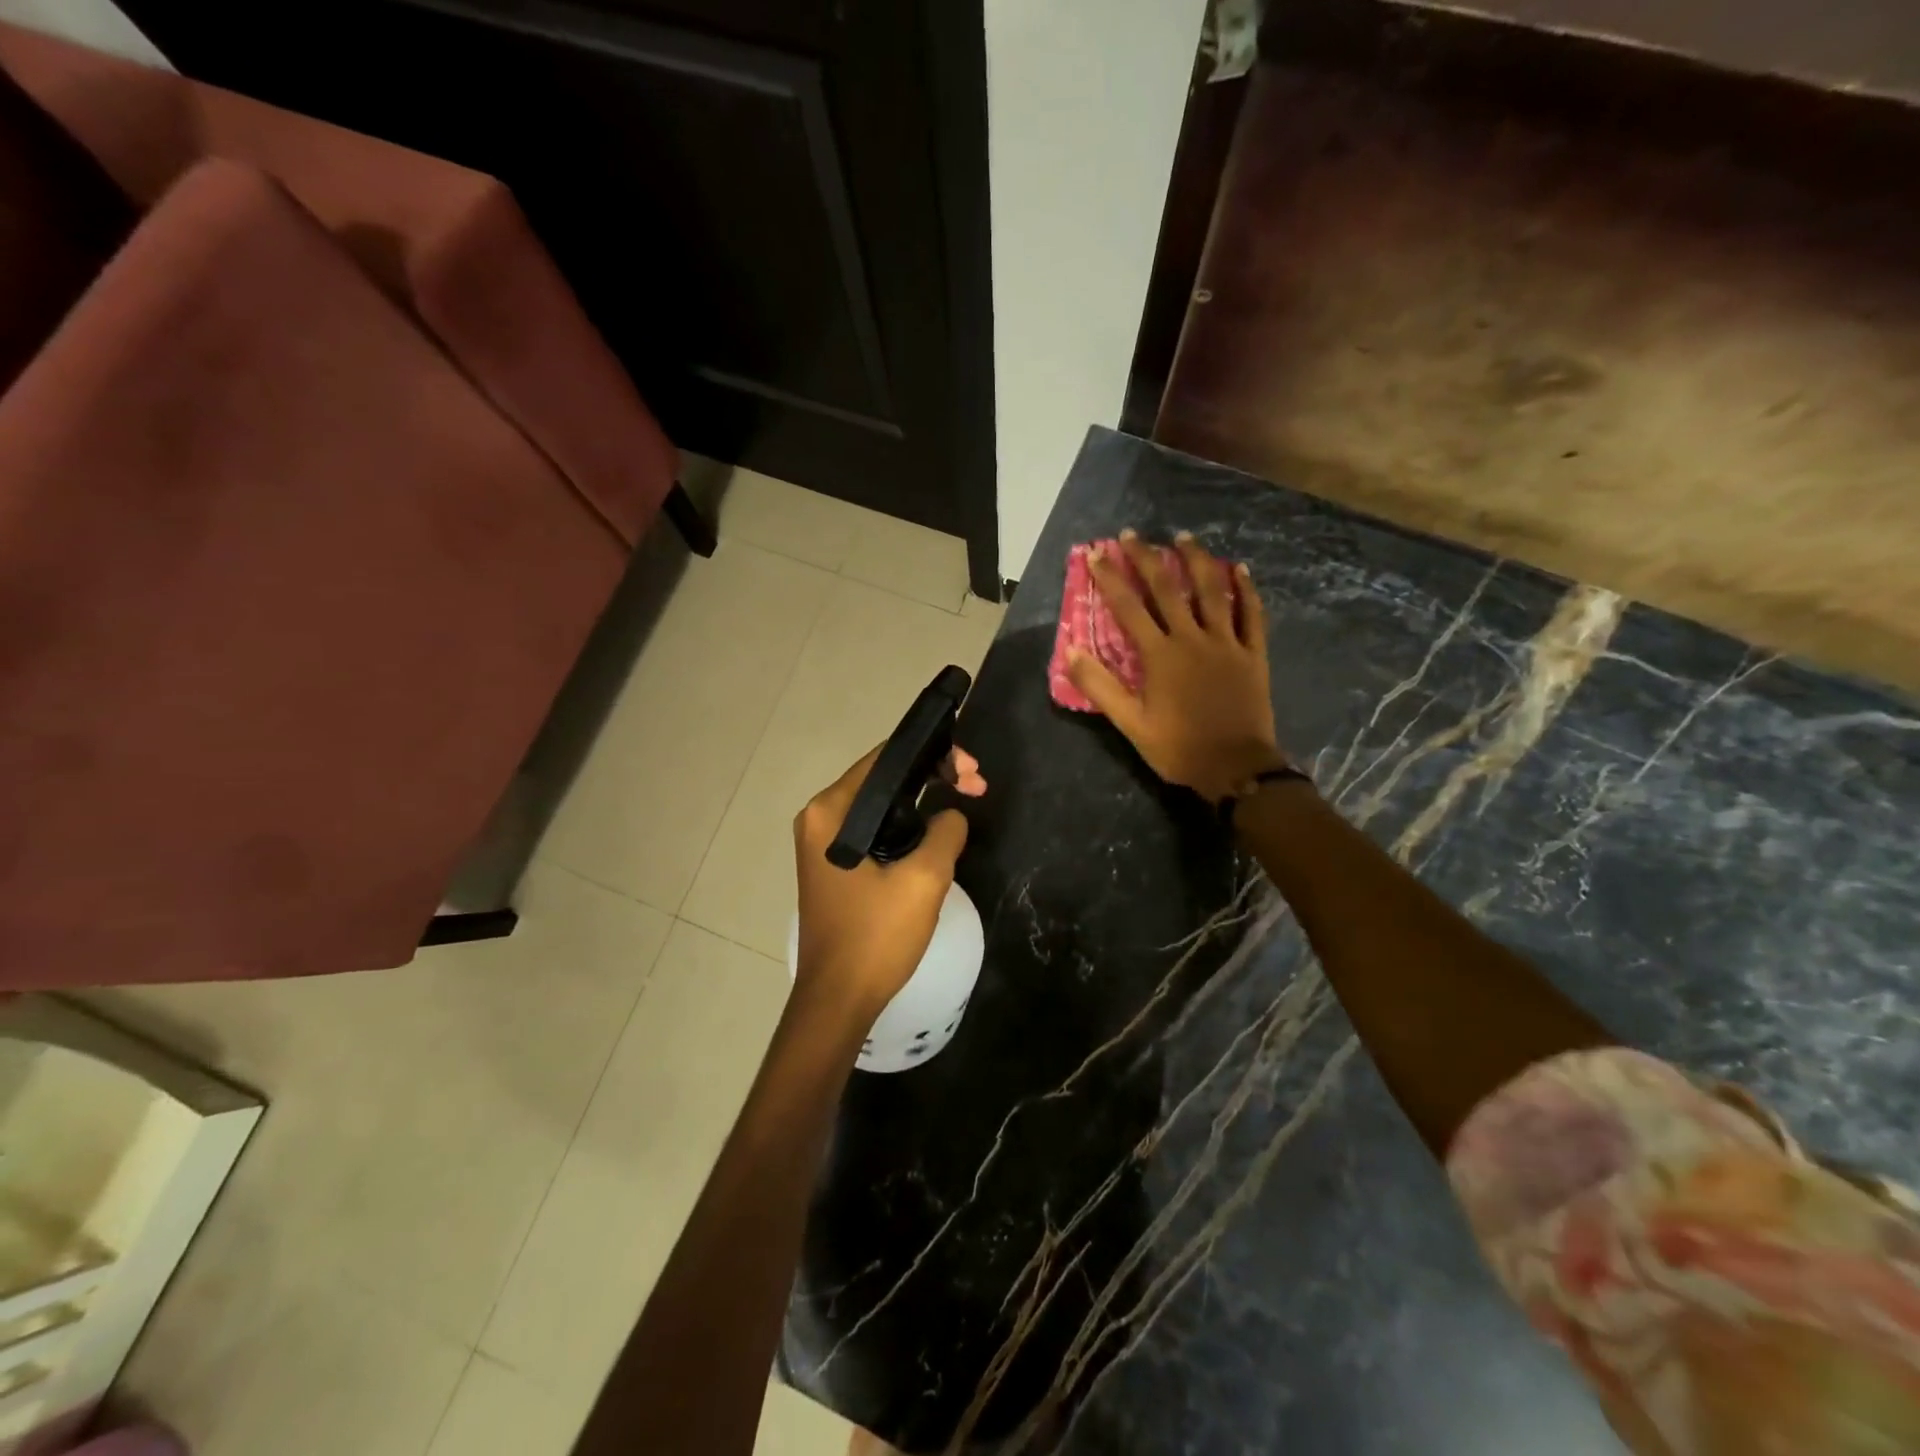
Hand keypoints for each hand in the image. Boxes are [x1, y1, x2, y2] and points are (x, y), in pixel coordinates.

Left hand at [792, 744, 984, 1016]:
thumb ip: (944, 832)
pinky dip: (907, 825)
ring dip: (923, 801)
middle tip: (977, 786)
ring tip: (966, 800)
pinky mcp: (834, 865)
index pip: (885, 759)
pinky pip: (875, 829)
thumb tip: (951, 815)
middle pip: (884, 779)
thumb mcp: (924, 879)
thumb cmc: (875, 936)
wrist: (838, 1000)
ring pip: (882, 805)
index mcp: (830, 811)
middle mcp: (820, 818)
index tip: (971, 772)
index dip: (933, 755)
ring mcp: (823, 843)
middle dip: (932, 775)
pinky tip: (936, 831)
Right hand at [1067, 530, 1287, 803]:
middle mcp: (1192, 638)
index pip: (1129, 607)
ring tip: (1184, 537)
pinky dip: (1246, 589)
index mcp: (1160, 655)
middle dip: (1147, 559)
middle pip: (1168, 589)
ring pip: (1212, 591)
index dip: (1110, 578)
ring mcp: (1226, 643)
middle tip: (1134, 534)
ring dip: (1197, 560)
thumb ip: (1100, 687)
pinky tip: (1239, 568)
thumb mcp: (1131, 724)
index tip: (1097, 554)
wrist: (1236, 767)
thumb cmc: (1178, 747)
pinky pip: (1251, 614)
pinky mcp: (1252, 653)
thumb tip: (1072, 652)